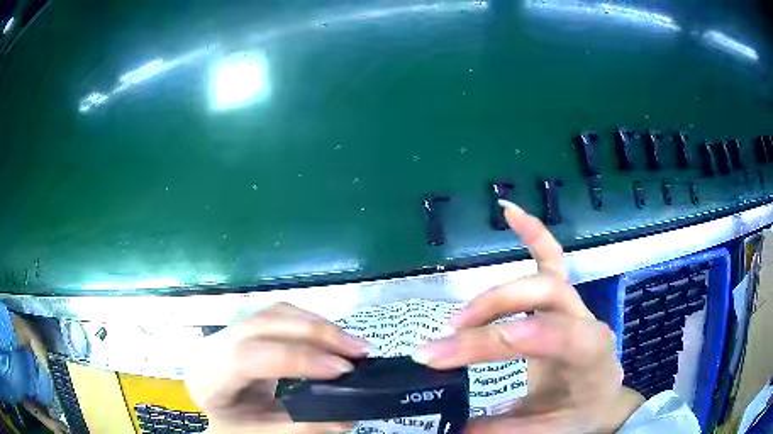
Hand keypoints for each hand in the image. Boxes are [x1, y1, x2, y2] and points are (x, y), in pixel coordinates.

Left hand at [184, 303, 369, 433]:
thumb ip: (299, 427)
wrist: (214, 407)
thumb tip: (345, 419)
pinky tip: (330, 338)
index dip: (297, 359)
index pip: (248, 356)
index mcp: (208, 373)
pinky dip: (310, 323)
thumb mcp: (259, 432)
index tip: (342, 370)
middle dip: (316, 333)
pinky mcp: (246, 326)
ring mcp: (229, 329)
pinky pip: (280, 315)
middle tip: (358, 350)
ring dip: (317, 325)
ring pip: (275, 313)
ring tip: (351, 344)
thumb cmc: (231, 423)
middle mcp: (214, 343)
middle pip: (264, 323)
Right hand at [415, 201, 643, 433]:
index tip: (459, 347)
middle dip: (493, 312)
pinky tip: (509, 211)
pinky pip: (551, 257)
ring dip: (496, 292)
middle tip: (448, 339)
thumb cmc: (582, 412)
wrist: (603, 397)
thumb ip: (506, 431)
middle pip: (544, 294)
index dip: (515, 334)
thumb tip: (454, 426)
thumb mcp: (549, 431)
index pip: (559, 334)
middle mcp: (586, 319)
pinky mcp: (564, 298)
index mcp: (593, 353)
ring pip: (541, 276)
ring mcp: (575, 304)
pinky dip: (532, 233)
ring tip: (458, 318)